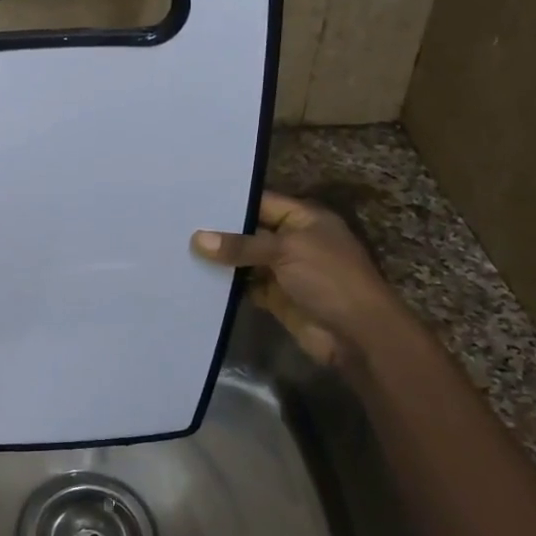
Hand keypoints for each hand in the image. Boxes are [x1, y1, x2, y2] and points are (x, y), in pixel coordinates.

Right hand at [191, 191, 409, 364]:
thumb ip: (241, 245)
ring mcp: (285, 271)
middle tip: (177, 225)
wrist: (358, 336)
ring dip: (220, 260)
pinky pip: (246, 286)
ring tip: (179, 250)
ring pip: (246, 260)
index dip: (230, 202)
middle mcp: (293, 240)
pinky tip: (197, 278)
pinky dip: (227, 285)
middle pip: (250, 232)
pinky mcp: (276, 298)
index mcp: (305, 219)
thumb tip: (196, 240)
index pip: (261, 203)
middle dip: (219, 232)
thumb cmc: (329, 279)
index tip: (192, 200)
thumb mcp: (286, 251)